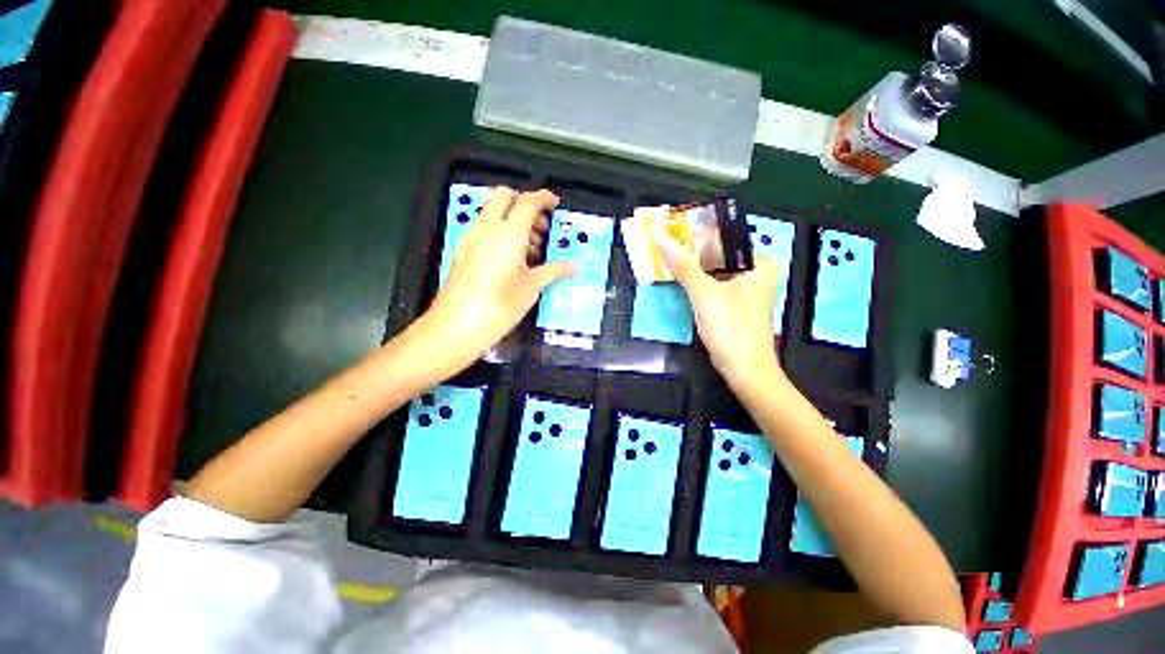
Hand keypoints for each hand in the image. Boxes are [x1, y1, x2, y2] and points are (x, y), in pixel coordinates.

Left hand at [414, 187, 577, 371]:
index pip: (527, 201)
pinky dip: (500, 232)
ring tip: (530, 250)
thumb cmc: (501, 305)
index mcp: (508, 232)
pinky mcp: (463, 250)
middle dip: (525, 204)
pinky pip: (484, 229)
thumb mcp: (532, 287)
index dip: (543, 198)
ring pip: (493, 212)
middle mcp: (487, 227)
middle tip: (540, 228)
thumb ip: (554, 270)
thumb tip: (575, 266)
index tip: (555, 204)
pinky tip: (511, 260)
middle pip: (504, 196)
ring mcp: (471, 237)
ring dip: (513, 220)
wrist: (458, 325)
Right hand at [660, 233, 783, 386]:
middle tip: (666, 245)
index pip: (726, 238)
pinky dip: (698, 283)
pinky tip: (680, 280)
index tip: (674, 231)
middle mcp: (756, 272)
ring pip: (715, 271)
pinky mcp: (735, 305)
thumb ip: (685, 267)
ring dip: (693, 268)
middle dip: (693, 252)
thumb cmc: (731, 328)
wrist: (744, 370)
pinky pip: (714, 286)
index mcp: (759, 263)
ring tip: (668, 259)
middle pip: (719, 255)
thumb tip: (663, 239)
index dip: (699, 234)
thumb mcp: (705, 294)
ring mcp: (746, 290)